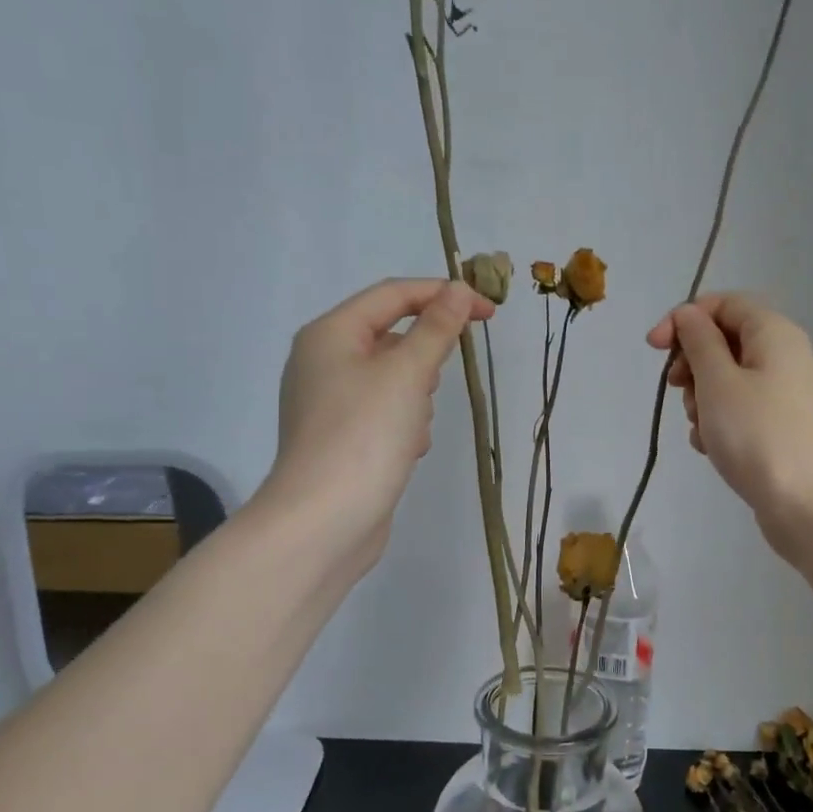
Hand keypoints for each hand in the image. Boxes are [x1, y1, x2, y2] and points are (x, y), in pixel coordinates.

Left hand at [259, 277, 491, 577]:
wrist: (324, 522)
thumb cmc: (364, 435)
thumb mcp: (407, 374)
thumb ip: (436, 328)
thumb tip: (456, 289)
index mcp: (330, 334)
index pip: (393, 294)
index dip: (443, 295)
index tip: (489, 313)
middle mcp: (323, 362)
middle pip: (392, 338)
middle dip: (424, 360)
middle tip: (432, 387)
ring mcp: (330, 403)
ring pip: (393, 380)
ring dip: (416, 399)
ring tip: (411, 430)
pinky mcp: (341, 439)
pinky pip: (385, 414)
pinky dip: (403, 426)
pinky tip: (405, 453)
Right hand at [647, 293, 812, 554]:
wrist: (808, 504)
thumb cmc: (757, 434)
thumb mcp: (718, 381)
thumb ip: (698, 341)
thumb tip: (689, 314)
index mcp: (773, 333)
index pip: (723, 303)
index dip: (685, 318)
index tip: (654, 348)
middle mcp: (782, 356)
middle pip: (723, 341)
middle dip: (692, 364)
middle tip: (678, 391)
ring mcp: (782, 394)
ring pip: (725, 379)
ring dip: (701, 399)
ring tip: (701, 428)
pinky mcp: (777, 427)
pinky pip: (737, 410)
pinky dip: (717, 423)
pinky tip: (710, 448)